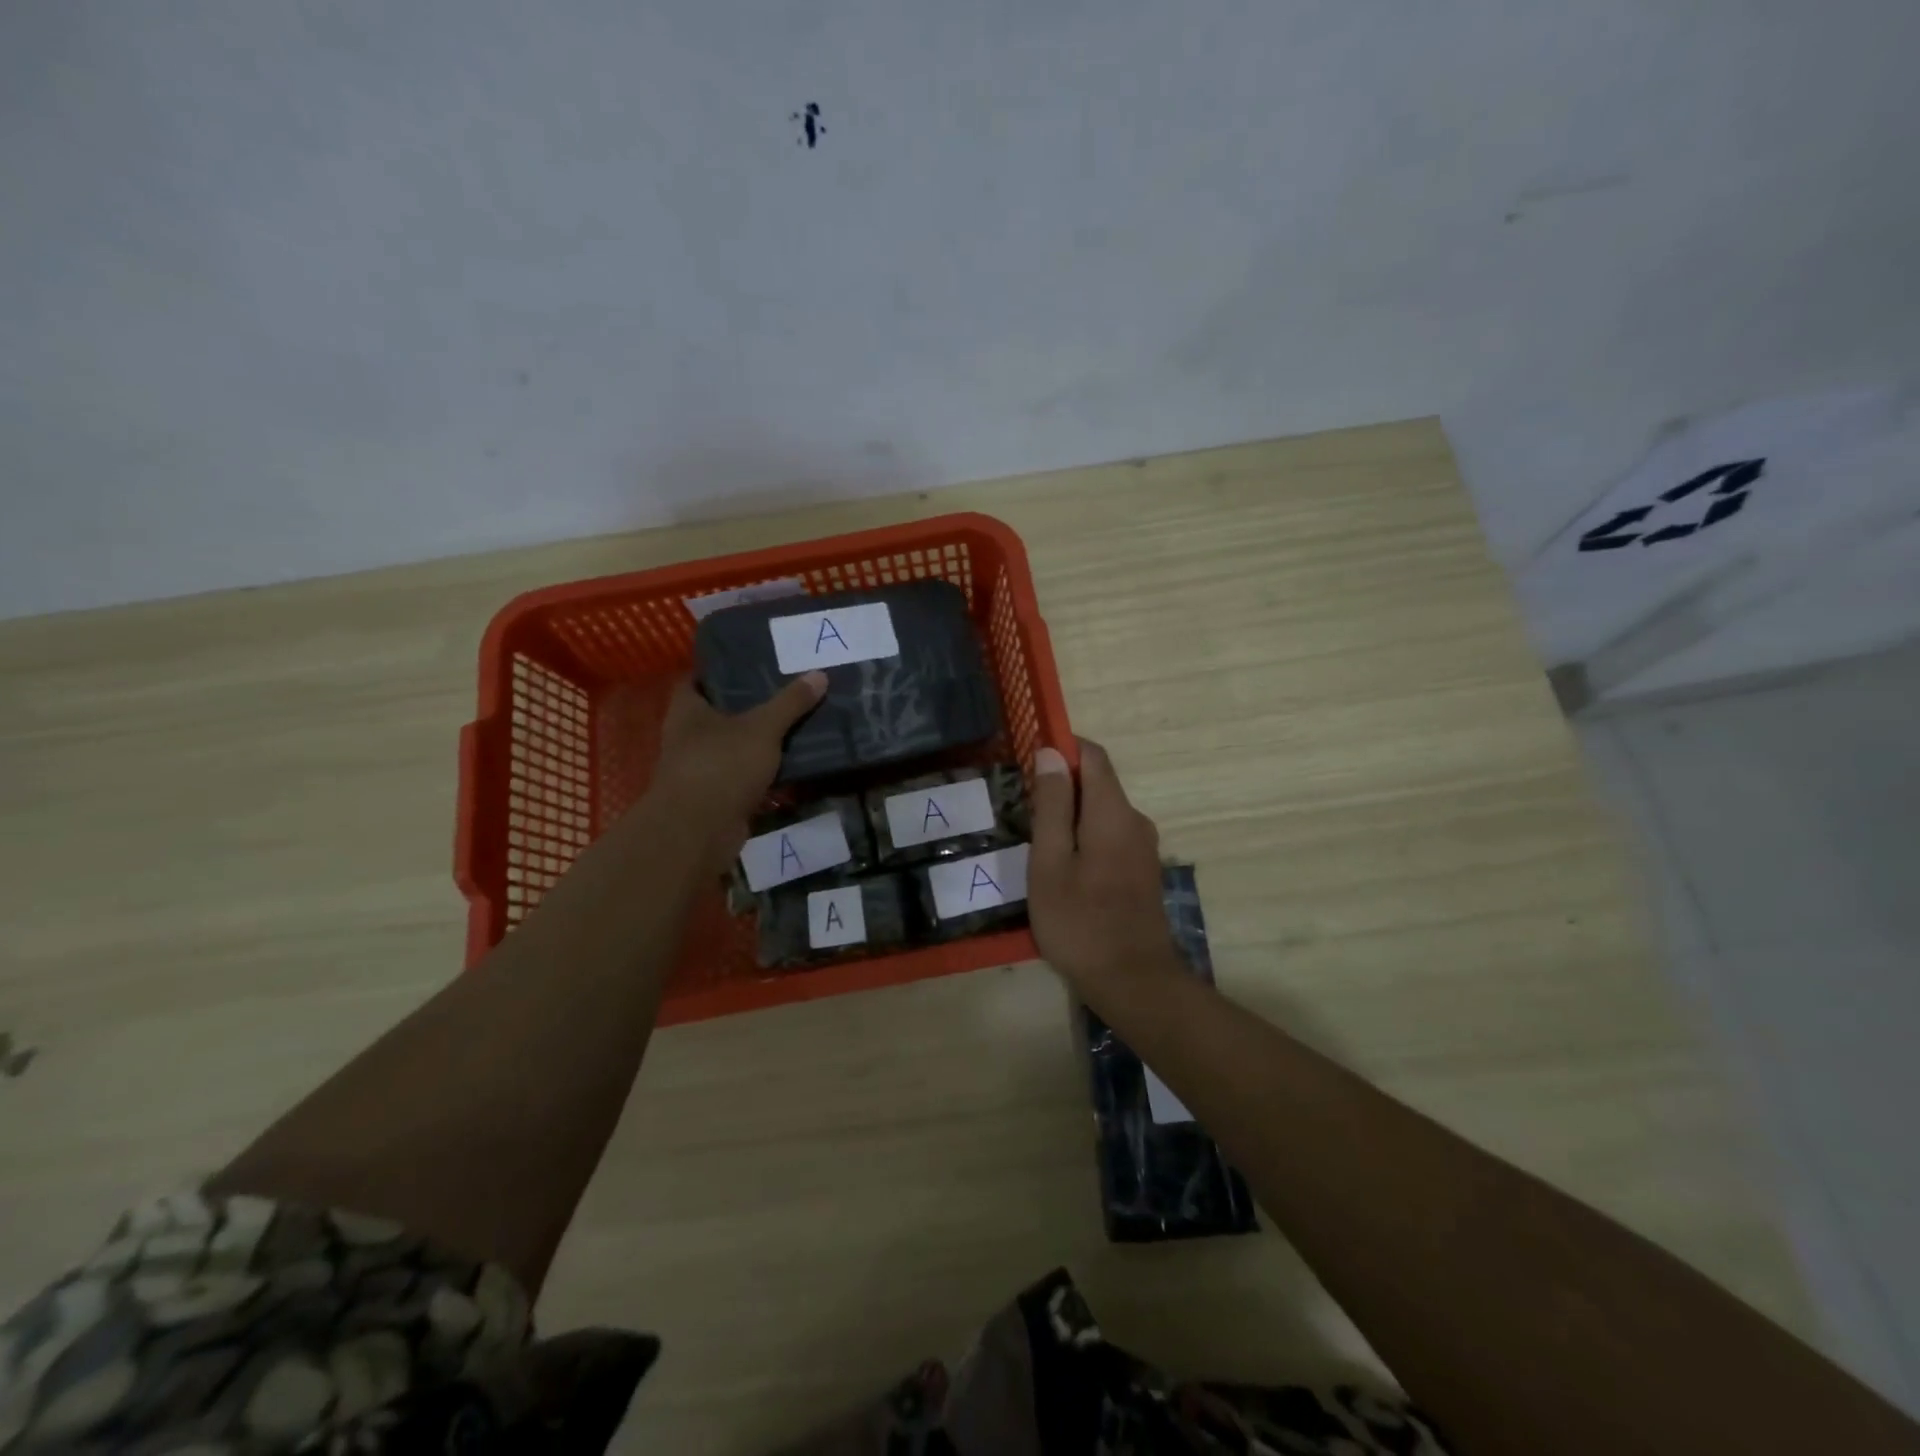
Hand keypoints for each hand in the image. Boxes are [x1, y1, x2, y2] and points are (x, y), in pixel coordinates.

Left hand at [650, 672, 826, 871]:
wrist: (699, 831)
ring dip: (756, 739)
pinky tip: (789, 761)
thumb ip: (790, 703)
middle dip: (747, 705)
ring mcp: (699, 768)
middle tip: (785, 690)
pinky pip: (741, 774)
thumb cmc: (722, 765)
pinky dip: (761, 769)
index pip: (697, 680)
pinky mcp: (715, 796)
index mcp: (687, 711)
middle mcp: (686, 736)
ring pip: (732, 745)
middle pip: (717, 713)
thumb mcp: (763, 728)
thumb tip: (820, 674)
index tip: (752, 663)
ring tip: (794, 723)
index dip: (720, 671)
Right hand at [1029, 739, 1181, 989]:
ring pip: (1103, 811)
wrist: (1133, 982)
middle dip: (1062, 786)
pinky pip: (1111, 834)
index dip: (1062, 748)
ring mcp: (1144, 846)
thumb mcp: (1050, 863)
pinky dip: (1086, 836)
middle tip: (1024, 813)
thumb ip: (1051, 806)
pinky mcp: (1143, 869)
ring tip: (1038, 845)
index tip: (1031, 762)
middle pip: (1098, 782)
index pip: (1093, 755)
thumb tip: (1051, 752)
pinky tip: (1064, 868)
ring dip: (1071, 815)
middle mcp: (1136, 820)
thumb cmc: (1080, 922)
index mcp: (1113, 812)